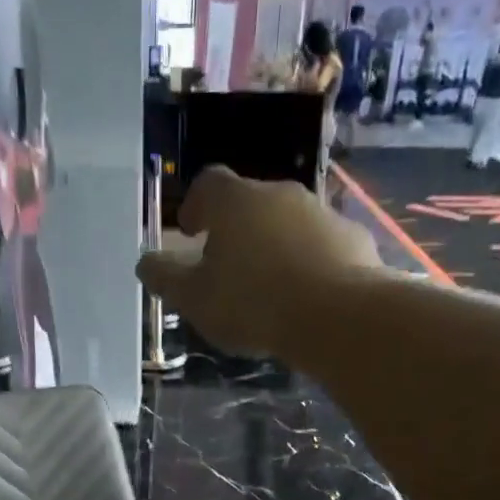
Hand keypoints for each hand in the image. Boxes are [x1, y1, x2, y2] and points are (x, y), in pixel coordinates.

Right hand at [136, 166, 379, 357]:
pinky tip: (306, 297)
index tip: (191, 231)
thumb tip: (146, 263)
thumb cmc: (252, 303)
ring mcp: (322, 213)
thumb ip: (166, 279)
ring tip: (268, 288)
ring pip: (289, 224)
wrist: (337, 315)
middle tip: (227, 266)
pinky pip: (323, 246)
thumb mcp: (195, 299)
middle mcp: (280, 194)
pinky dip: (310, 263)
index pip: (208, 184)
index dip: (196, 205)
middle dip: (237, 230)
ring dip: (275, 246)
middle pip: (251, 203)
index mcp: (235, 202)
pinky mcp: (354, 239)